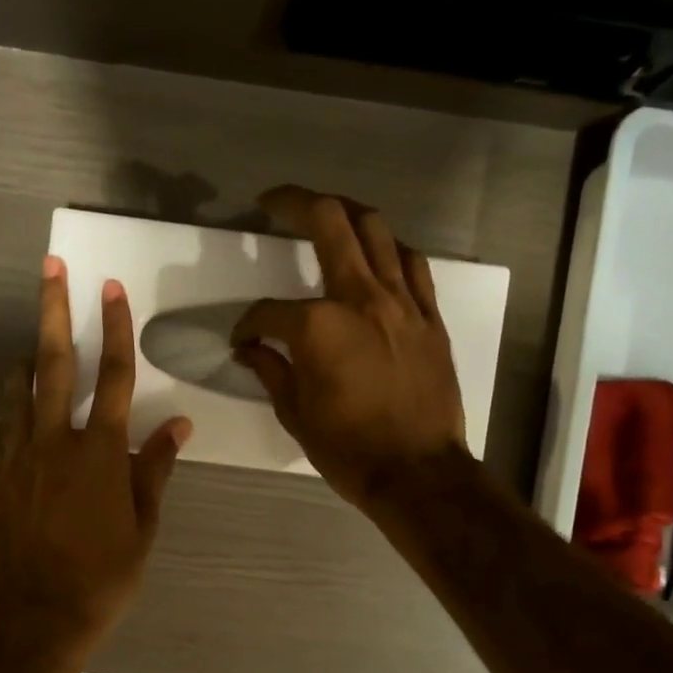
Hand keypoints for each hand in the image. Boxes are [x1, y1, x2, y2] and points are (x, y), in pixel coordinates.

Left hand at [0, 256, 191, 648]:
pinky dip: (9, 411)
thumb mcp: (143, 526)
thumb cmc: (104, 575)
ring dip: (25, 360)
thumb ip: (155, 469)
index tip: (111, 288)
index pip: (114, 376)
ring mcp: (17, 458)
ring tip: (30, 343)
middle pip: (54, 364)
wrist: (39, 615)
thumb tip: (178, 425)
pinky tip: (13, 408)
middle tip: (51, 268)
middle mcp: (55, 442)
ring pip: (17, 392)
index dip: (115, 328)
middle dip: (54, 310)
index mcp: (100, 452)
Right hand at [232, 185, 468, 511]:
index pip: (268, 311)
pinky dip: (390, 250)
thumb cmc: (348, 449)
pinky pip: (412, 264)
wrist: (417, 472)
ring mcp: (402, 302)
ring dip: (346, 213)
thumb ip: (270, 369)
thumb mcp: (295, 413)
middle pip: (329, 222)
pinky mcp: (429, 316)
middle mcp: (361, 298)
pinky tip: (378, 256)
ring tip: (327, 214)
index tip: (242, 339)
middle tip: (273, 201)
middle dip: (295, 203)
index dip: (248, 323)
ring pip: (376, 229)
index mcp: (318, 326)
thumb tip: (248, 348)